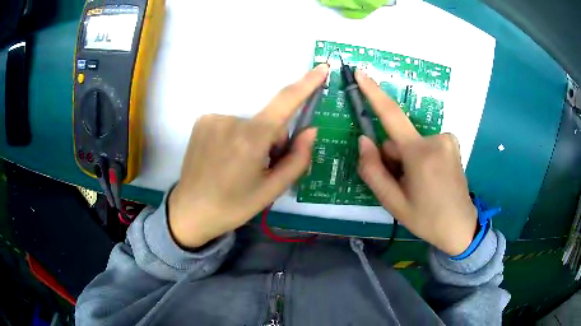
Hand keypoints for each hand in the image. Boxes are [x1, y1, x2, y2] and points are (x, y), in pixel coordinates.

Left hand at [168, 64, 328, 247]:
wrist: (191, 211)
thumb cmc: (233, 206)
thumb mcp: (272, 190)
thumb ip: (297, 159)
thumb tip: (311, 130)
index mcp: (251, 139)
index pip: (285, 102)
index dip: (306, 84)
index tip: (321, 68)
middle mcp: (231, 121)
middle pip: (268, 122)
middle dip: (273, 140)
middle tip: (261, 167)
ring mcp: (213, 118)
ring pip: (249, 123)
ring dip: (253, 139)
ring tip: (239, 166)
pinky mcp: (202, 121)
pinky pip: (232, 123)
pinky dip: (236, 137)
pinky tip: (224, 158)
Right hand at [355, 70, 476, 255]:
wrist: (460, 227)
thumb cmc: (426, 218)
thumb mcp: (393, 202)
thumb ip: (372, 170)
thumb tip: (364, 140)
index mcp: (420, 154)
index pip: (392, 116)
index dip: (374, 92)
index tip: (361, 72)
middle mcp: (436, 139)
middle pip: (399, 139)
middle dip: (394, 157)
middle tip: (403, 184)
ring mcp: (448, 139)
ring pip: (412, 142)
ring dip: (408, 159)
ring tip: (418, 184)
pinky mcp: (452, 142)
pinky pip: (426, 143)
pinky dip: (421, 157)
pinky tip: (429, 177)